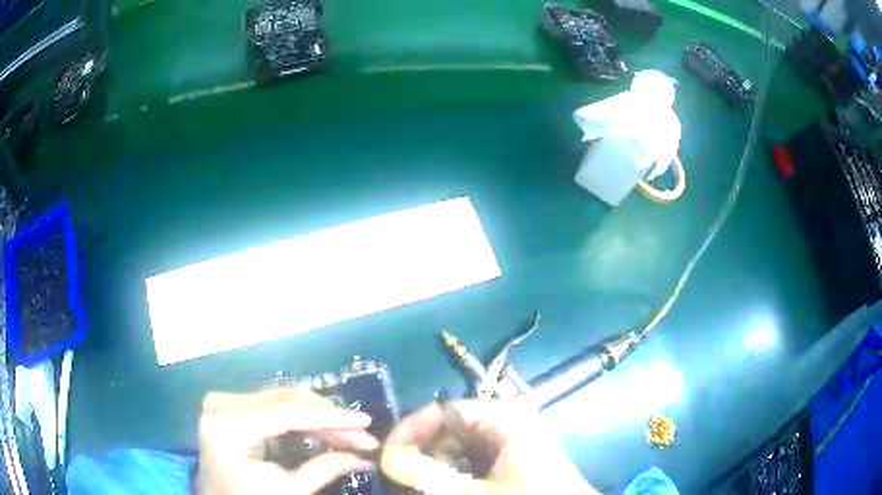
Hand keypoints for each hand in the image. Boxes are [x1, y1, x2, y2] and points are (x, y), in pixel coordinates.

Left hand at [197, 387, 378, 494]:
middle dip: (328, 417)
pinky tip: (325, 429)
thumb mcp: (289, 490)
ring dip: (318, 416)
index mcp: (226, 427)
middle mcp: (221, 405)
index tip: (365, 421)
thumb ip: (325, 469)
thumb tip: (367, 457)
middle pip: (284, 399)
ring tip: (350, 434)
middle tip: (363, 434)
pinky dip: (302, 417)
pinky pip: (274, 404)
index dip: (329, 417)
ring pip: (283, 398)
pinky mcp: (232, 405)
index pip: (285, 413)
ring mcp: (224, 402)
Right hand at [381, 399, 598, 493]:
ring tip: (420, 483)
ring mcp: (516, 444)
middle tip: (402, 474)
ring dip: (438, 464)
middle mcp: (511, 424)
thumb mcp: (473, 491)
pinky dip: (457, 473)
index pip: (445, 410)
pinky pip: (478, 461)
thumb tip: (388, 458)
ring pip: (464, 447)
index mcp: (505, 418)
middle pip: (453, 428)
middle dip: (424, 451)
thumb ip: (427, 474)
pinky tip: (446, 487)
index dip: (412, 428)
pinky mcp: (519, 462)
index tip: (388, 453)